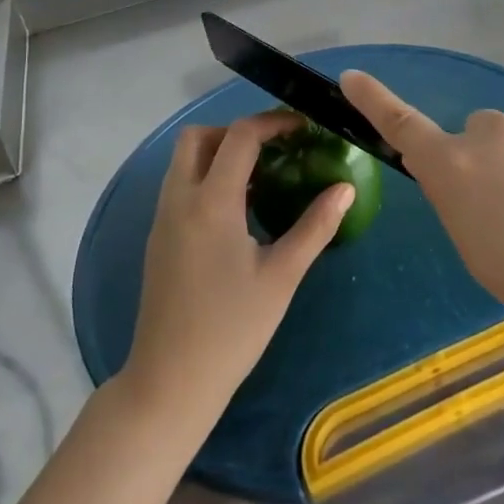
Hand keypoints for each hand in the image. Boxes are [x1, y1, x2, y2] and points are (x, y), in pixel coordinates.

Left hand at [122, 112, 351, 431]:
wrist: (171, 381)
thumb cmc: (232, 329)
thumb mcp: (282, 276)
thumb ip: (315, 226)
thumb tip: (345, 188)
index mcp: (211, 202)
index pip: (239, 136)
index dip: (273, 122)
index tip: (302, 128)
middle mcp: (180, 199)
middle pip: (198, 137)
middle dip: (237, 131)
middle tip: (275, 150)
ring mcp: (163, 218)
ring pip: (185, 160)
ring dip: (220, 154)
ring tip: (262, 179)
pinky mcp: (159, 238)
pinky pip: (181, 186)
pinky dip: (207, 178)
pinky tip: (239, 212)